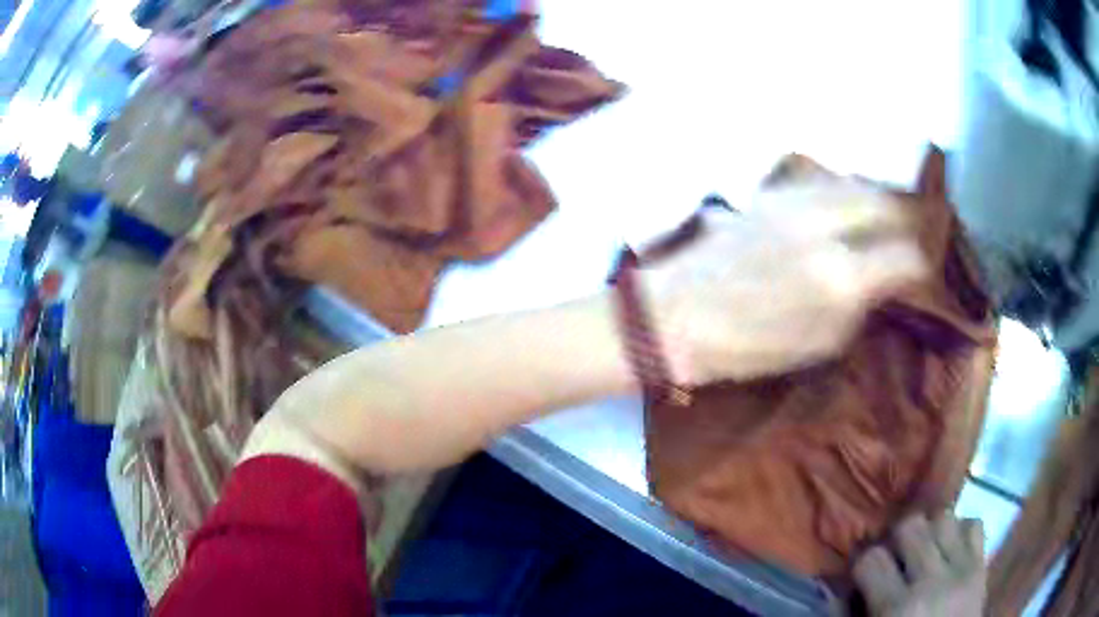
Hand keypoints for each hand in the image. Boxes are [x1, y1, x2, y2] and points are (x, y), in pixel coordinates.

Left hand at [642, 182, 926, 385]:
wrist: (679, 315)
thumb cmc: (750, 346)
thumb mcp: (820, 343)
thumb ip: (859, 306)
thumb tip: (882, 282)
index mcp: (839, 277)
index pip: (901, 256)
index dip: (917, 264)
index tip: (918, 271)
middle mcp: (822, 227)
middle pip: (880, 202)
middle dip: (901, 217)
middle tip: (906, 232)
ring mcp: (793, 203)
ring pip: (850, 183)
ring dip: (871, 197)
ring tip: (880, 213)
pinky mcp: (768, 194)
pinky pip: (818, 182)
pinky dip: (840, 191)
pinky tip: (840, 204)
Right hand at [853, 514, 986, 616]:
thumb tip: (835, 589)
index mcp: (897, 608)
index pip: (871, 559)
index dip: (864, 566)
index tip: (865, 577)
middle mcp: (931, 580)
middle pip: (911, 525)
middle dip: (899, 539)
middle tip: (897, 558)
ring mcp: (962, 568)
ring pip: (944, 517)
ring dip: (931, 531)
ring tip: (926, 551)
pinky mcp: (982, 565)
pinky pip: (974, 525)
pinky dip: (961, 532)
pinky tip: (951, 552)